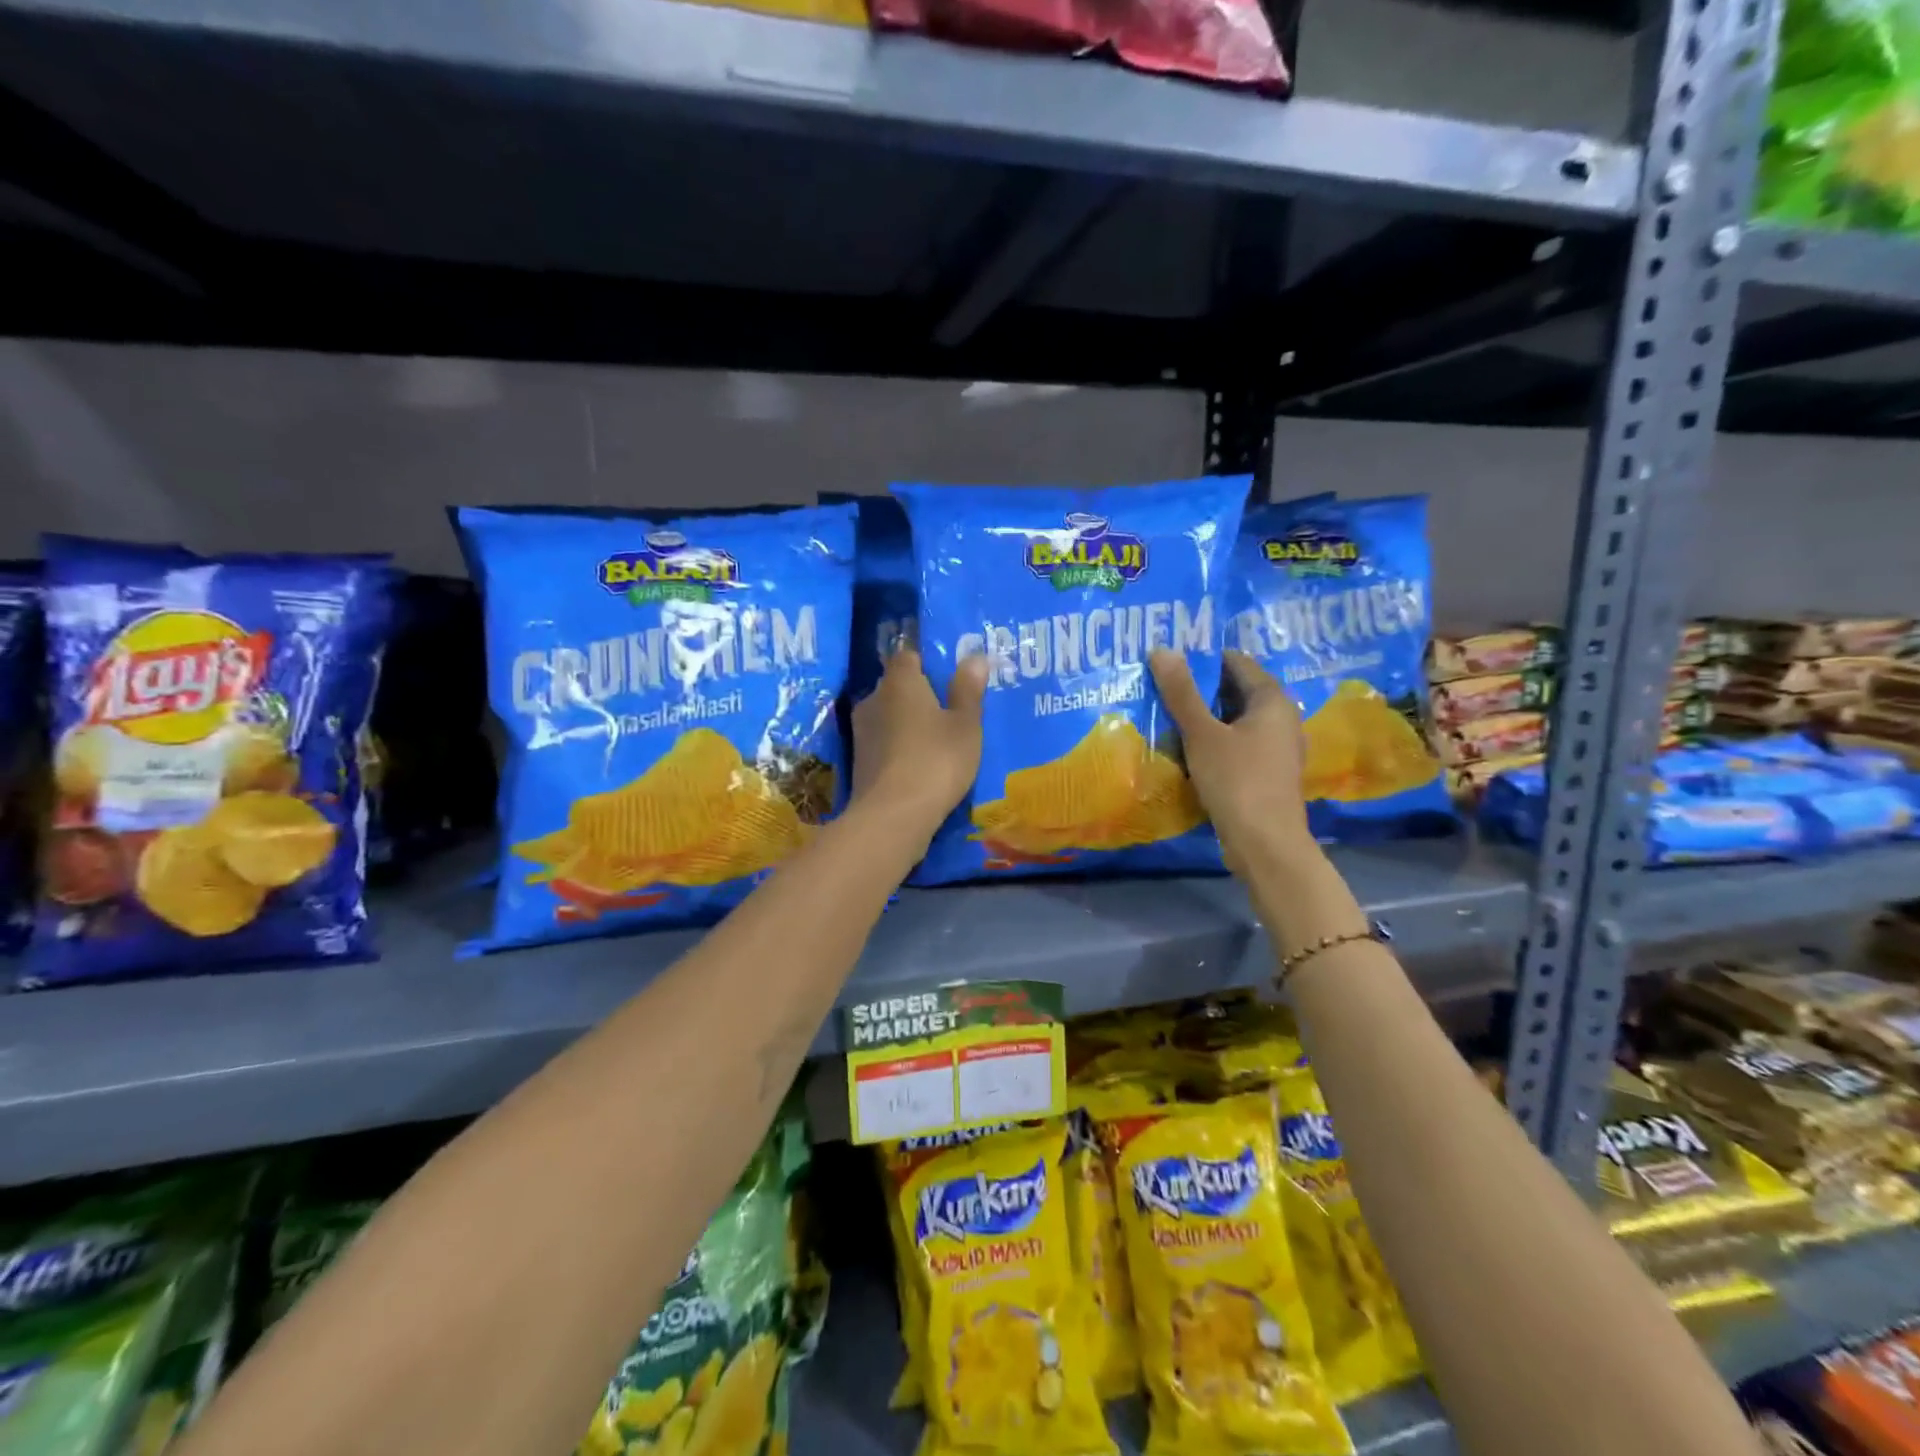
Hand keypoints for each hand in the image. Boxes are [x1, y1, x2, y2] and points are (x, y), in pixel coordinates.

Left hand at [850, 647, 987, 836]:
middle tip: (947, 709)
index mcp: (900, 681)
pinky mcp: (858, 761)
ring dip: (907, 723)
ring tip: (936, 739)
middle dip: (918, 694)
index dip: (927, 662)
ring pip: (888, 716)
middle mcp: (873, 698)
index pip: (908, 656)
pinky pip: (883, 743)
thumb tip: (974, 657)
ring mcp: (861, 731)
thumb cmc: (936, 760)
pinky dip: (899, 747)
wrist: (893, 815)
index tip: (948, 677)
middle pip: (896, 686)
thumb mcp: (965, 725)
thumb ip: (968, 690)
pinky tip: (918, 763)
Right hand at [1149, 648, 1312, 869]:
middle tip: (1162, 687)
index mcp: (1273, 701)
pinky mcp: (1267, 773)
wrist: (1265, 844)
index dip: (1203, 659)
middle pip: (1237, 691)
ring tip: (1168, 715)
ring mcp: (1277, 748)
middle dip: (1201, 689)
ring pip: (1236, 720)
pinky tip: (1188, 748)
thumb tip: (1162, 649)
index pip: (1237, 663)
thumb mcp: (1202, 734)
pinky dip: (1215, 741)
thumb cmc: (1237, 780)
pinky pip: (1238, 744)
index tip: (1169, 662)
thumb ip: (1182, 692)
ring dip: (1205, 717)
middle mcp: (1282, 718)